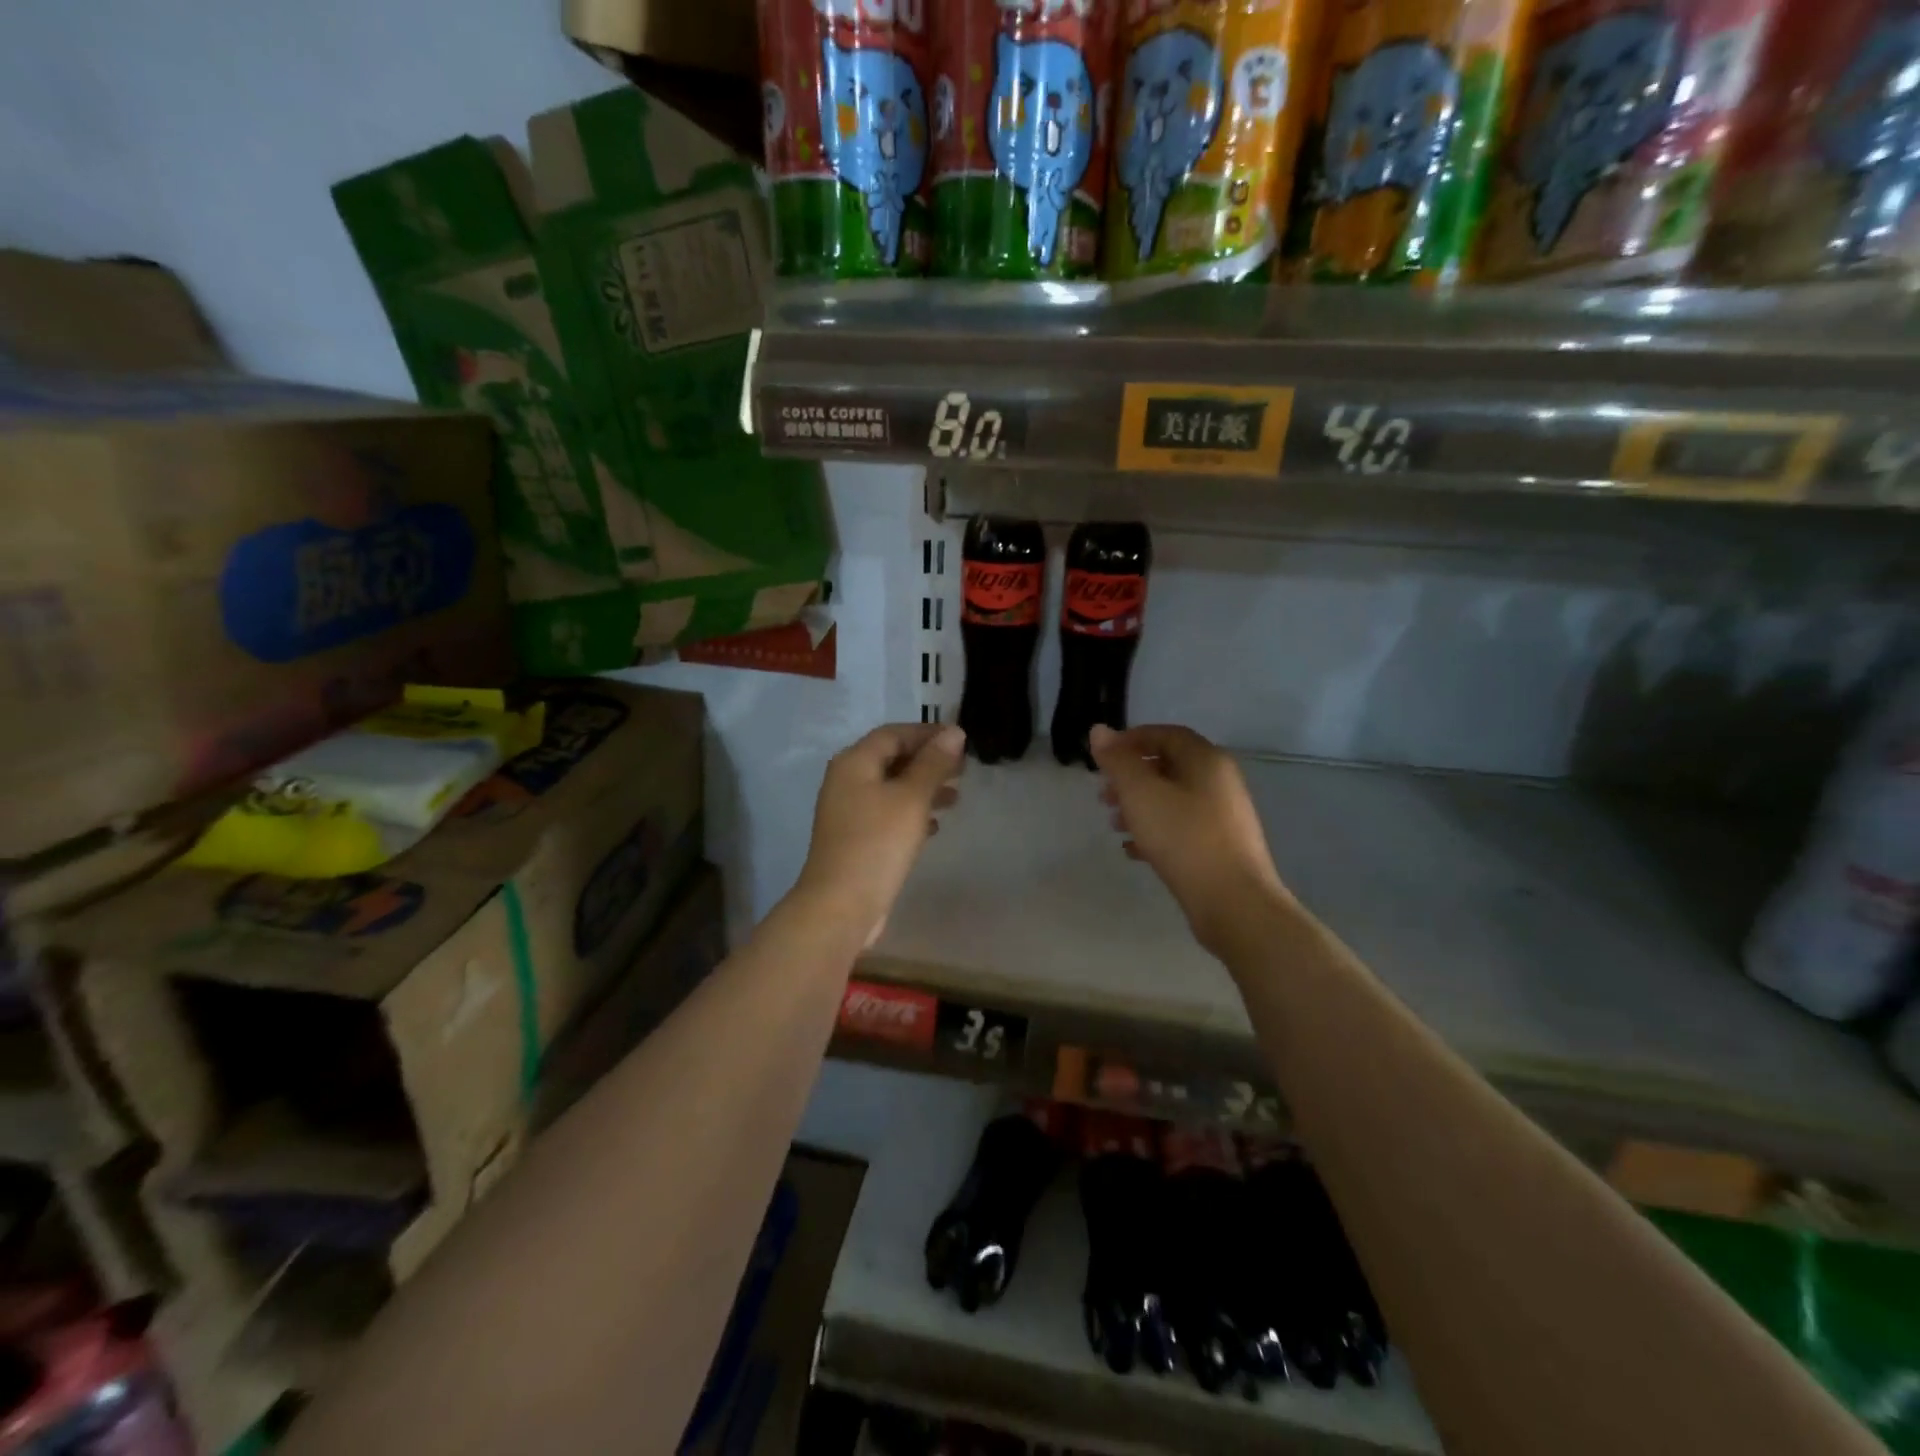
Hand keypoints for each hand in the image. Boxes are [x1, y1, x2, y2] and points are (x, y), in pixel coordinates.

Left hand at [797, 723, 964, 944]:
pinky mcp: (856, 839)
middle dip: (927, 761)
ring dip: (923, 788)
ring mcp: (848, 812)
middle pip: (891, 759)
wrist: (841, 906)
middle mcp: (846, 781)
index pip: (893, 734)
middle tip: (963, 769)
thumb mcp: (911, 798)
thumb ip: (933, 764)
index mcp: (854, 763)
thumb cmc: (878, 843)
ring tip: (956, 797)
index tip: (961, 740)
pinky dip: (911, 813)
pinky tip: (934, 826)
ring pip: (891, 788)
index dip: (927, 733)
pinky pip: (887, 814)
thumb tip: (954, 732)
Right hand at [1089, 724, 1287, 955]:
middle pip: (1168, 767)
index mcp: (1205, 760)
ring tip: (1115, 825)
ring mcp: (1224, 815)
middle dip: (1131, 778)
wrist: (1233, 902)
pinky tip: (1134, 851)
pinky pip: (1182, 827)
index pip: (1165, 735)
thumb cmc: (1183, 838)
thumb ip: (1118, 761)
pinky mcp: (1220, 846)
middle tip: (1104, 796)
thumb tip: (1100, 730)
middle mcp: (1220, 781)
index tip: (1102, 758)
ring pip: (1173, 799)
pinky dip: (1156, 831)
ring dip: (1140, 806)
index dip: (1130, 740)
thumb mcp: (1141, 794)